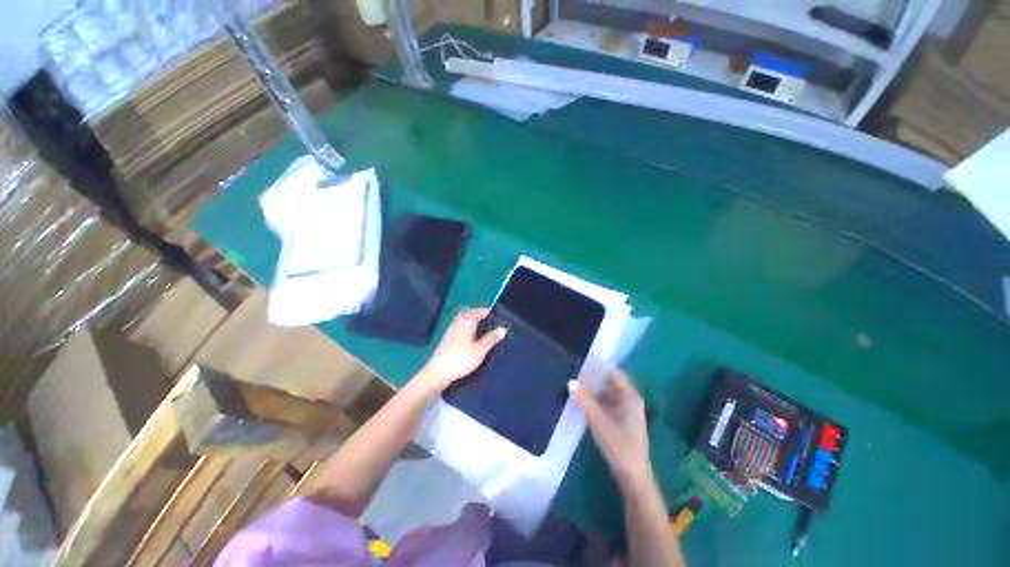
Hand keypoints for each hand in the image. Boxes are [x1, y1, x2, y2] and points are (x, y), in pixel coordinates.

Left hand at [416, 308, 506, 394]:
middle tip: (489, 323)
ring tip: (482, 331)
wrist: (438, 372)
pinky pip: (459, 328)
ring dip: (472, 323)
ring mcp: (451, 330)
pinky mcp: (447, 339)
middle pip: (469, 314)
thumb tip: (503, 328)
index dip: (487, 312)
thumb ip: (492, 338)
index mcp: (467, 321)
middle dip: (479, 316)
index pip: (478, 311)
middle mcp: (458, 322)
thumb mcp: (480, 349)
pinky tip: (471, 339)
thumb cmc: (462, 358)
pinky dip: (466, 329)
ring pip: (463, 321)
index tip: (496, 316)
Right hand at [569, 370, 651, 487]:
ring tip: (577, 386)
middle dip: (595, 378)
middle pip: (611, 383)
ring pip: (609, 394)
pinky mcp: (622, 421)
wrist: (633, 476)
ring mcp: (627, 412)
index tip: (585, 360)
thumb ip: (584, 400)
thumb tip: (571, 381)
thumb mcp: (599, 421)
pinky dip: (597, 401)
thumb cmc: (619, 445)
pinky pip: (608, 404)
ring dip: (595, 390)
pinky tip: (585, 403)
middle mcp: (630, 401)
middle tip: (577, 372)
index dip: (600, 366)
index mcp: (630, 397)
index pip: (615, 373)